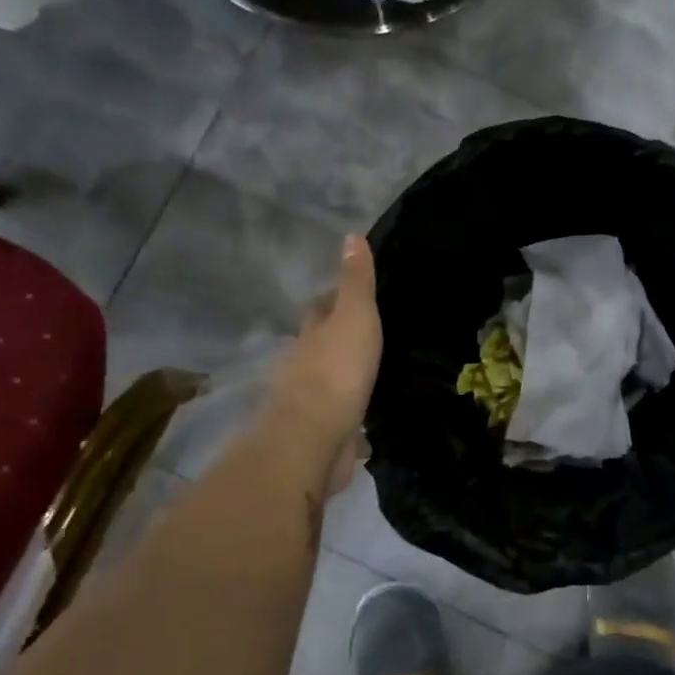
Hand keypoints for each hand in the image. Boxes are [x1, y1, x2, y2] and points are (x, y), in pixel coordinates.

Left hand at [263, 235, 382, 493]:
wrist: (314, 439)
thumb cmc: (336, 370)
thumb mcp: (354, 316)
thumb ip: (355, 282)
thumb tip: (351, 236)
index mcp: (312, 336)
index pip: (320, 309)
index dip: (332, 299)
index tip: (346, 293)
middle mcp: (305, 367)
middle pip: (320, 346)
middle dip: (335, 339)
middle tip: (364, 333)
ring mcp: (312, 404)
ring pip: (329, 383)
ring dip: (343, 378)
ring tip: (370, 374)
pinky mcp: (324, 436)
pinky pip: (342, 421)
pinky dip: (352, 418)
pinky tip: (367, 423)